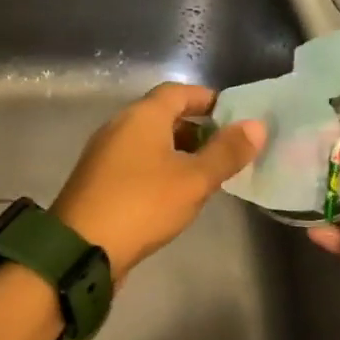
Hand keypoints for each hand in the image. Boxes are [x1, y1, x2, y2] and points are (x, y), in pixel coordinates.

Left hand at [53, 83, 265, 282]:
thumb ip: (226, 152)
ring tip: (205, 175)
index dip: (207, 99)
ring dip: (177, 151)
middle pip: (162, 116)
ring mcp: (104, 154)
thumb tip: (256, 125)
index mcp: (142, 116)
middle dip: (195, 128)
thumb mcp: (194, 180)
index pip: (178, 92)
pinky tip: (173, 194)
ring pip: (148, 142)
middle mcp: (119, 126)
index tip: (233, 116)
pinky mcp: (98, 181)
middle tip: (225, 149)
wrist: (82, 248)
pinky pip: (135, 163)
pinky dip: (158, 168)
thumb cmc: (143, 204)